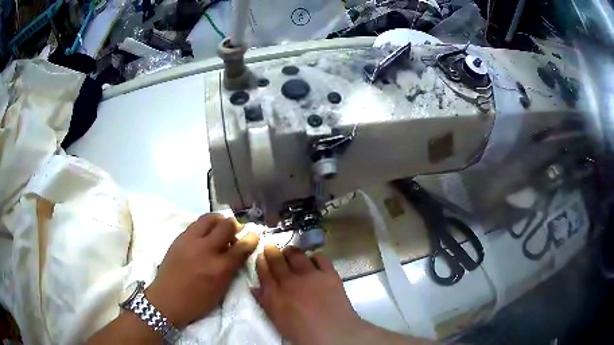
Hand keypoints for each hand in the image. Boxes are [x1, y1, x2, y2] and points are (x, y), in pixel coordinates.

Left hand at [145, 214, 258, 328]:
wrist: (167, 299)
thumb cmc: (197, 302)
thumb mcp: (220, 291)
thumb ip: (231, 270)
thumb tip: (238, 253)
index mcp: (219, 268)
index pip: (241, 247)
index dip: (251, 239)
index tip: (254, 235)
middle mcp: (205, 250)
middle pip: (225, 226)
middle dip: (235, 225)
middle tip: (236, 231)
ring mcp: (190, 241)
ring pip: (208, 218)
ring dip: (219, 220)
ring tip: (221, 227)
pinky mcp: (179, 238)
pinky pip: (196, 224)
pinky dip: (205, 225)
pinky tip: (205, 234)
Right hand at [253, 245, 364, 344]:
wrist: (332, 332)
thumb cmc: (302, 331)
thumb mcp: (277, 319)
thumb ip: (265, 302)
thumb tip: (255, 287)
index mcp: (275, 295)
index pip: (263, 273)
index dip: (260, 263)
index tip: (259, 256)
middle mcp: (290, 281)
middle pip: (277, 261)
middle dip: (272, 251)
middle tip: (270, 246)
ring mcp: (310, 275)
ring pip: (297, 256)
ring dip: (291, 251)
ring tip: (289, 250)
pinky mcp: (329, 274)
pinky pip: (320, 258)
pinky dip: (314, 256)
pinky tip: (313, 258)